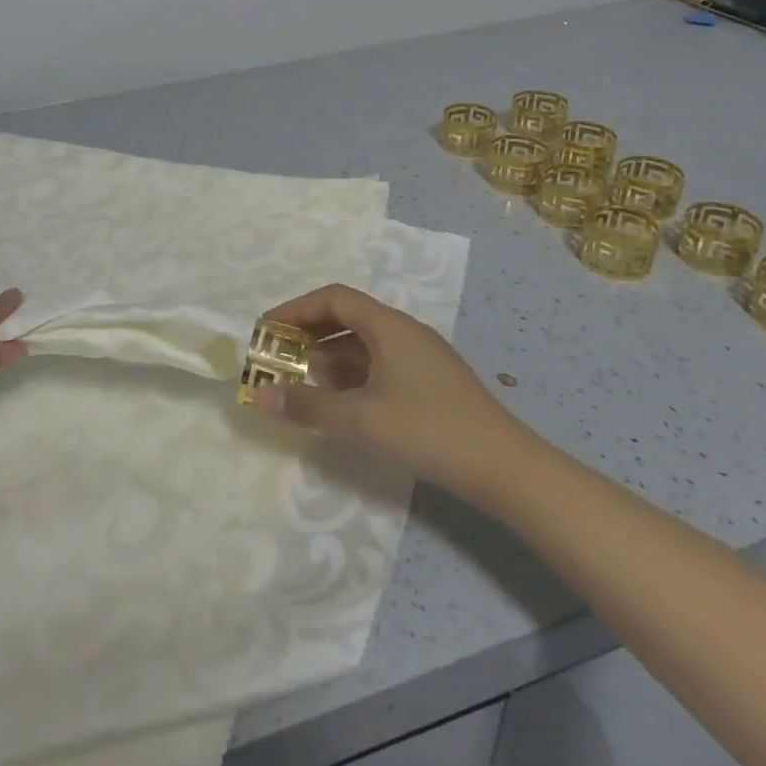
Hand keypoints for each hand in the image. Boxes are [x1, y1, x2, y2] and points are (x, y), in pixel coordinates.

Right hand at [248, 283, 516, 496]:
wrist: (505, 467)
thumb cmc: (430, 430)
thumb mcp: (363, 419)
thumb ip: (309, 406)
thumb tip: (260, 395)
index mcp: (389, 326)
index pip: (334, 298)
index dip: (296, 309)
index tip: (267, 330)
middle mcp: (404, 331)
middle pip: (348, 317)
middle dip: (310, 333)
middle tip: (279, 355)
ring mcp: (420, 356)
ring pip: (364, 343)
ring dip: (330, 356)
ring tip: (303, 381)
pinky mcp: (430, 381)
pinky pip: (380, 363)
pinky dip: (353, 374)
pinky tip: (341, 401)